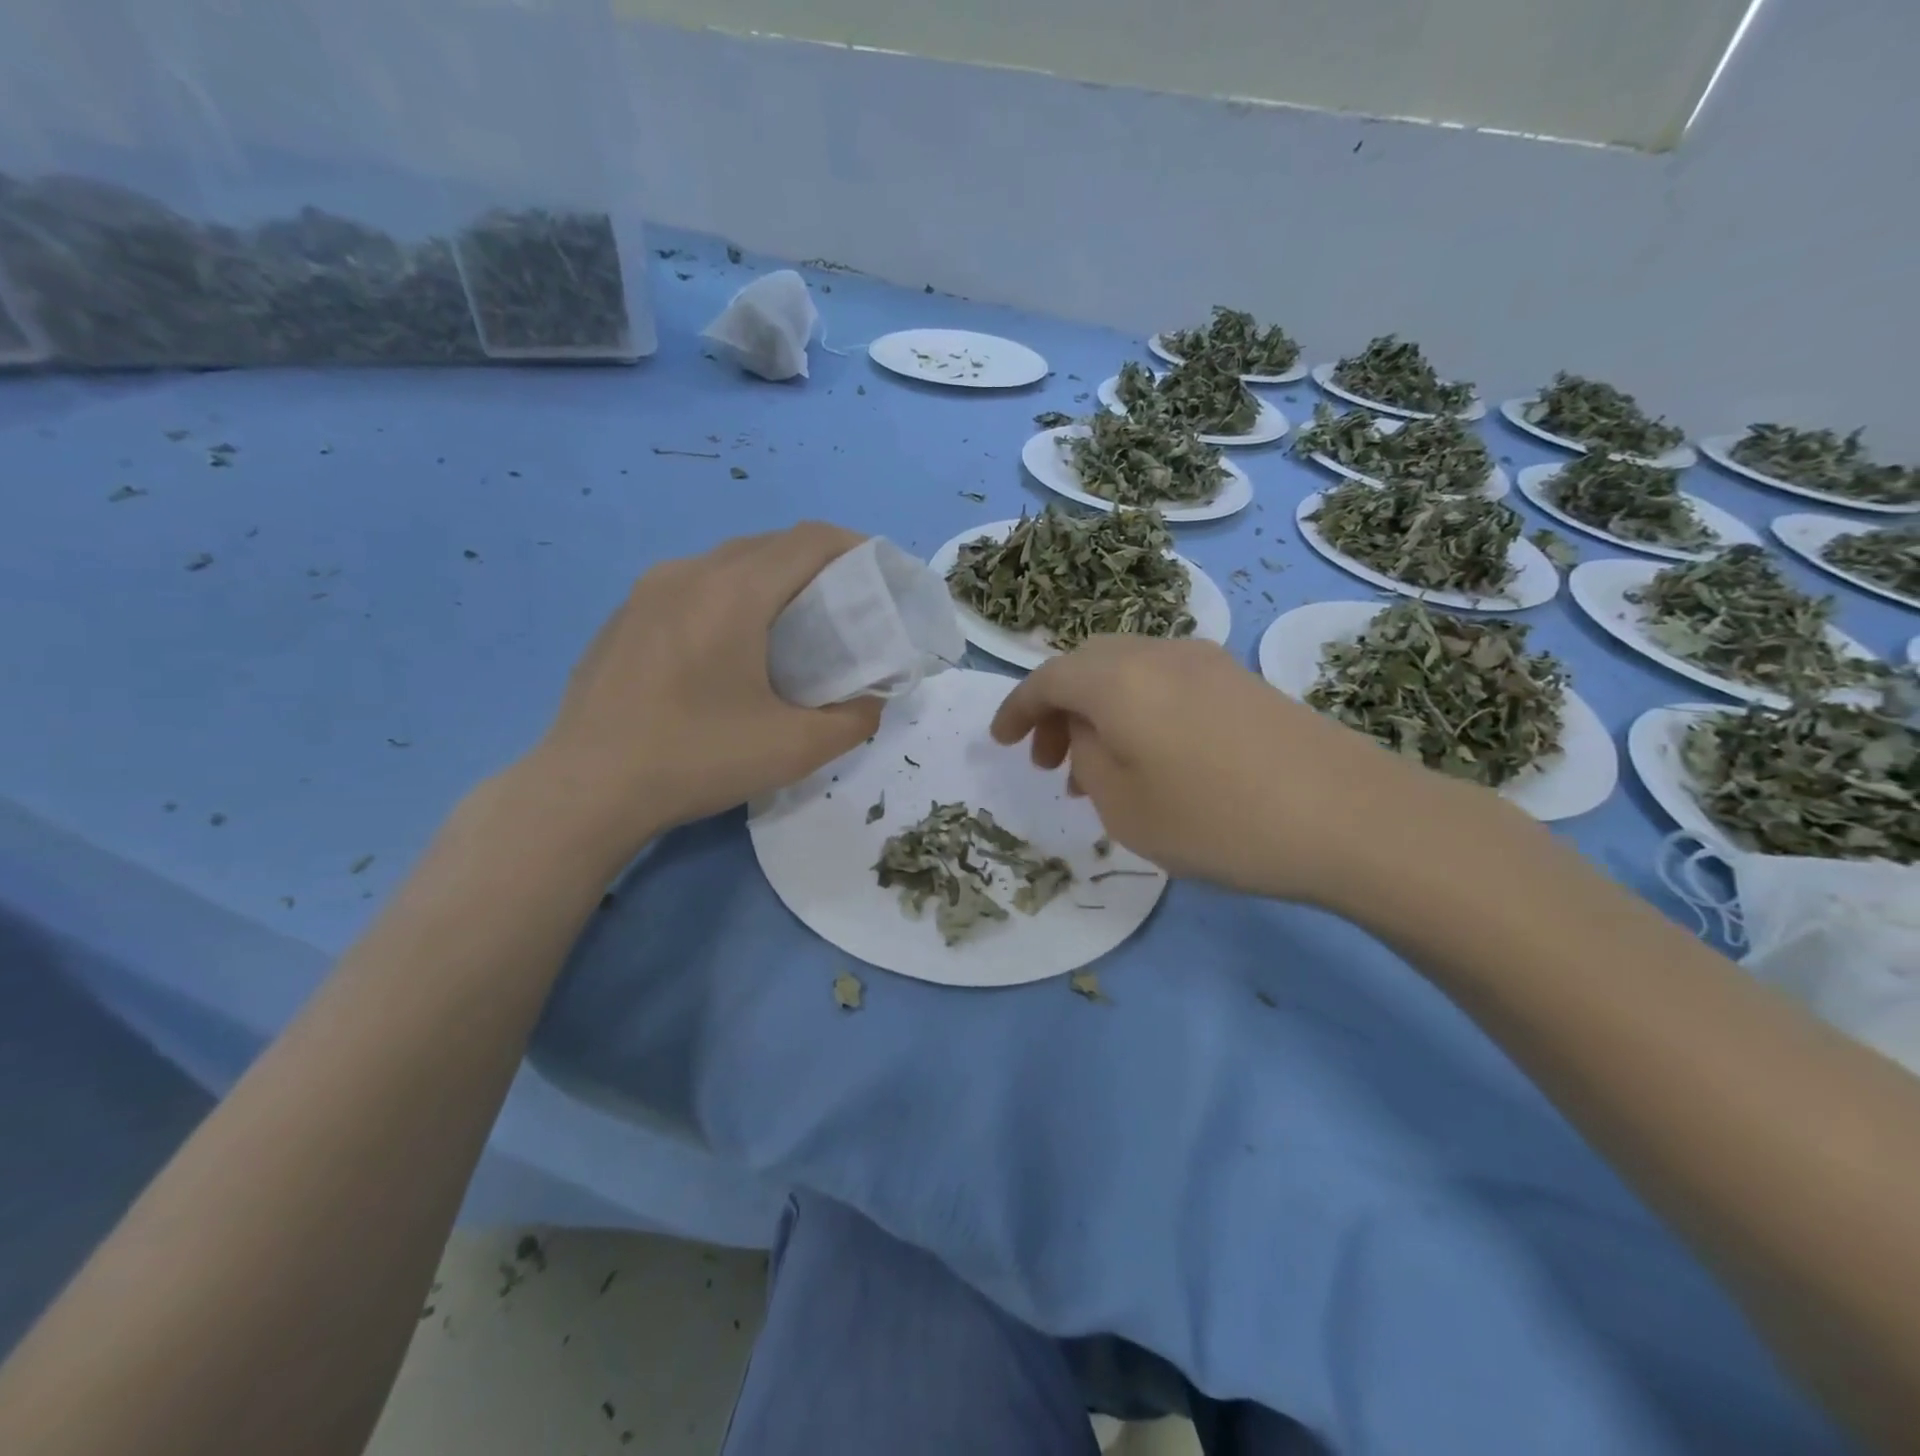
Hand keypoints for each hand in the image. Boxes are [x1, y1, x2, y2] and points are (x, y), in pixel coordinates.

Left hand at [514, 523, 882, 865]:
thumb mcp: (795, 749)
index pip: (809, 541)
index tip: (881, 575)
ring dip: (771, 580)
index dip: (854, 548)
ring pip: (727, 563)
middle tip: (846, 607)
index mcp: (733, 592)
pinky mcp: (624, 616)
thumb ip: (853, 720)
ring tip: (794, 625)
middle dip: (817, 564)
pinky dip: (730, 597)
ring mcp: (647, 591)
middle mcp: (688, 573)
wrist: (585, 790)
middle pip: (769, 545)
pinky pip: (692, 586)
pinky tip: (731, 648)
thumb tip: (870, 703)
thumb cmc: (696, 759)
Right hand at [990, 635, 1449, 905]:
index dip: (1016, 708)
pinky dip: (1139, 711)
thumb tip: (1091, 736)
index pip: (1047, 679)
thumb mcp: (1125, 807)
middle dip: (1057, 710)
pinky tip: (1153, 757)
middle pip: (1086, 666)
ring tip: (1099, 769)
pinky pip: (1165, 683)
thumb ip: (1088, 760)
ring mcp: (1205, 662)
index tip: (998, 740)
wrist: (1350, 817)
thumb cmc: (1218, 819)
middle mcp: (1157, 653)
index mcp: (1116, 679)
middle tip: (1050, 763)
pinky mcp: (1241, 680)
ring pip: (1127, 673)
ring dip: (1099, 711)